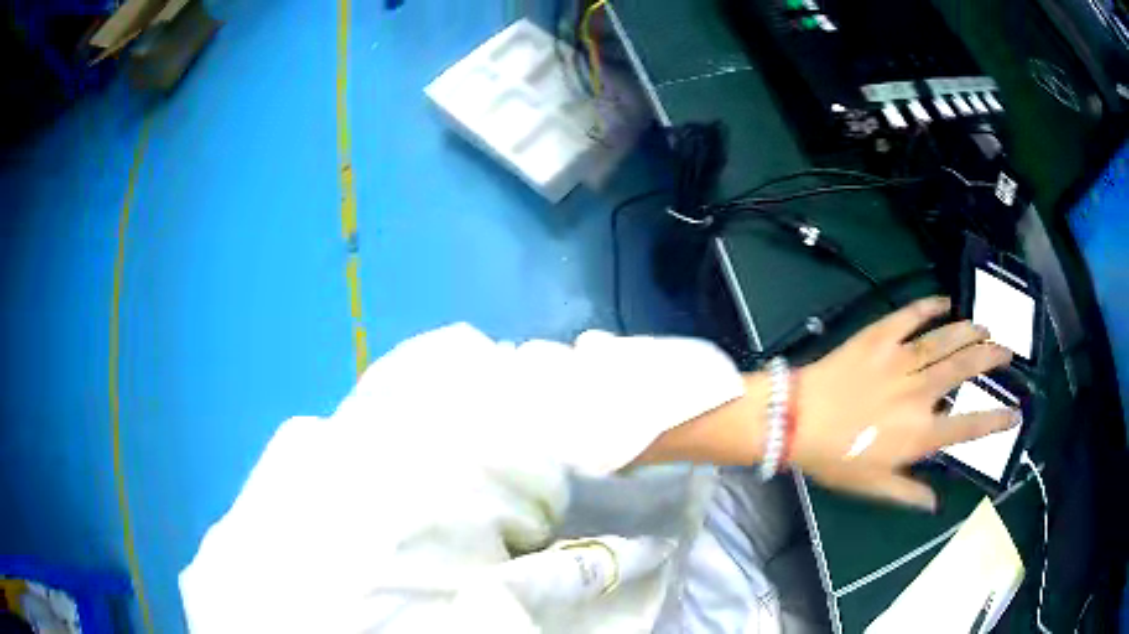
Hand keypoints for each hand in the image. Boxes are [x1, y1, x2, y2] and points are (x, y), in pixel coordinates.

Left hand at [791, 296, 1014, 509]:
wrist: (795, 419)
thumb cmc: (834, 458)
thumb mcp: (872, 486)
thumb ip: (908, 492)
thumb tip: (936, 504)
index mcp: (920, 433)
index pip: (970, 426)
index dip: (997, 420)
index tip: (1017, 411)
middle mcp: (920, 393)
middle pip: (965, 370)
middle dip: (991, 358)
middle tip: (1007, 350)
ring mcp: (901, 360)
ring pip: (946, 340)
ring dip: (969, 331)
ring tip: (986, 327)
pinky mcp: (880, 337)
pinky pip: (911, 316)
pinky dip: (930, 306)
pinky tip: (945, 301)